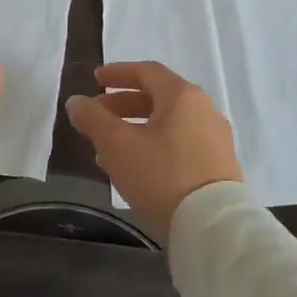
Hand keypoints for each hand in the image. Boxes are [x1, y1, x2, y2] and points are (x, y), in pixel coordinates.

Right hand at [65, 62, 242, 243]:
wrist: (211, 224)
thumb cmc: (160, 174)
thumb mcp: (116, 144)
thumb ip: (93, 118)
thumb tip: (77, 102)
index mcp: (182, 96)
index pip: (147, 72)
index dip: (118, 73)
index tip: (95, 79)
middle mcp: (204, 110)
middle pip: (159, 98)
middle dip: (123, 104)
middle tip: (96, 116)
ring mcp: (216, 140)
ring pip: (168, 124)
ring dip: (135, 129)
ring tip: (108, 148)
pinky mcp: (219, 167)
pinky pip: (180, 145)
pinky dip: (154, 146)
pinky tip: (135, 168)